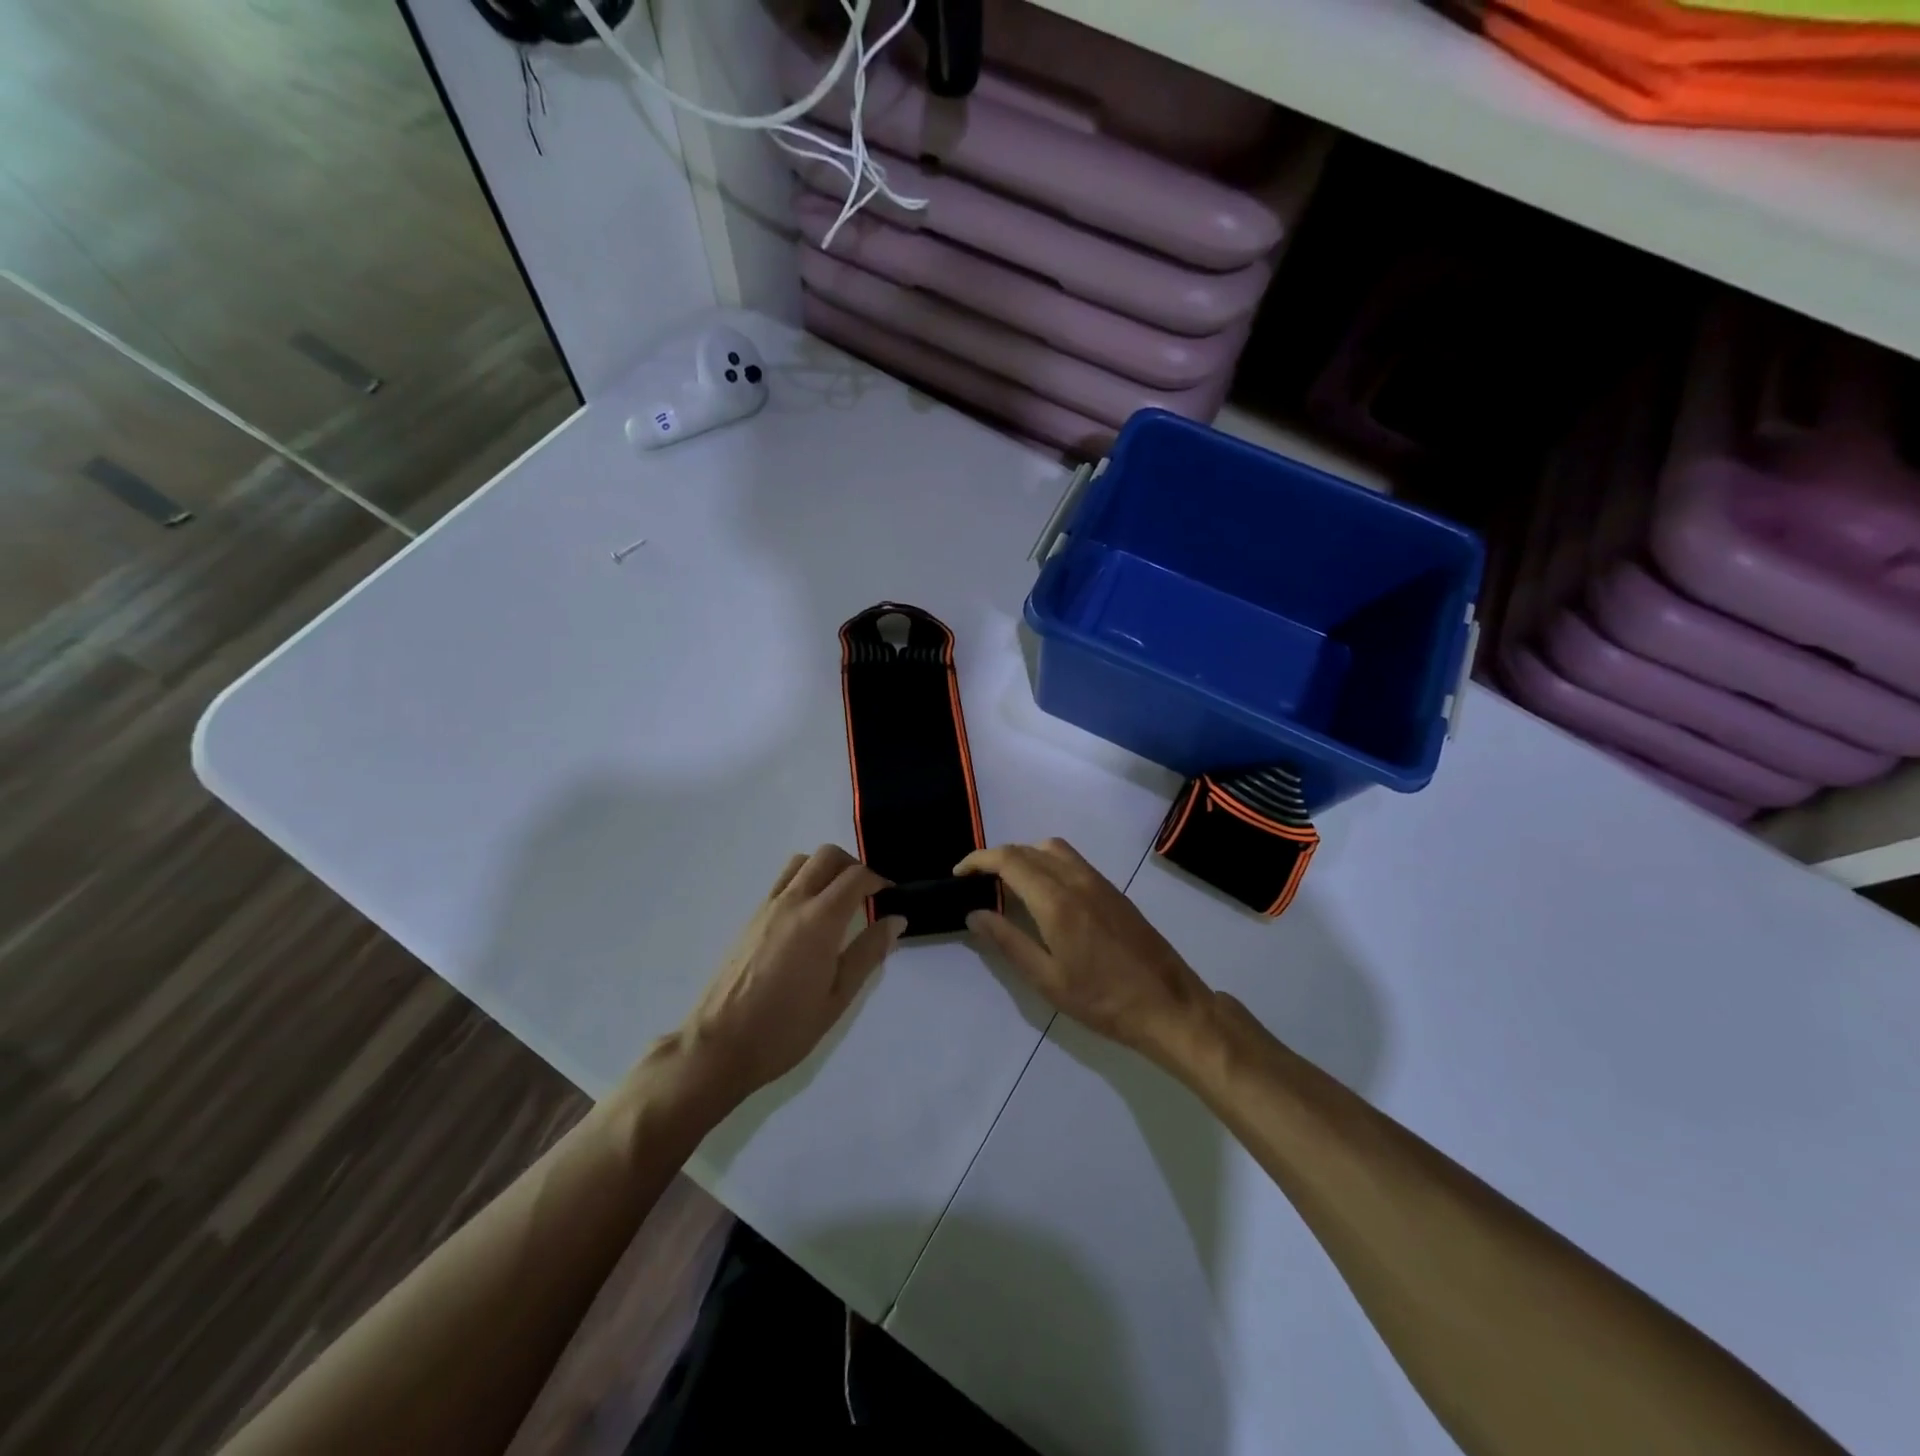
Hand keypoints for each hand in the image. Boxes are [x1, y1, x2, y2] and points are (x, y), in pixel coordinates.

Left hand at [677, 845, 903, 1102]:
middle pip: (827, 856)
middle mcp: (793, 902)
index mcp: (820, 920)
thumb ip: (869, 952)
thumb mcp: (838, 997)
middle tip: (867, 894)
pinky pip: (783, 881)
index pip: (856, 877)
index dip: (879, 880)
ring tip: (838, 900)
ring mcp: (767, 907)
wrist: (719, 1045)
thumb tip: (896, 920)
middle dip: (853, 866)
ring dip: (825, 868)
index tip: (891, 897)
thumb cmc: (786, 1028)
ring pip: (801, 862)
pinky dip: (804, 881)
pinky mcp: (751, 918)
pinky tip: (810, 918)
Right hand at [957, 838, 1213, 1066]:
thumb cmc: (1102, 1000)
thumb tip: (974, 914)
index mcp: (1056, 900)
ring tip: (1007, 884)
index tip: (958, 874)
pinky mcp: (1113, 890)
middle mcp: (1076, 879)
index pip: (1008, 860)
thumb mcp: (1047, 980)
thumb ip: (1008, 942)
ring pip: (1052, 848)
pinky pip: (1071, 860)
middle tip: (977, 882)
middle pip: (1027, 849)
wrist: (1167, 1005)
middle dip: (996, 857)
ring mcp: (1098, 881)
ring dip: (1024, 855)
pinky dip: (1046, 862)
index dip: (978, 861)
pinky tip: (1043, 892)